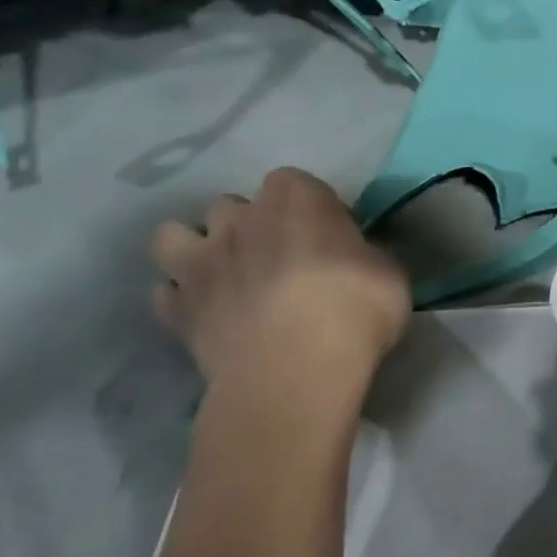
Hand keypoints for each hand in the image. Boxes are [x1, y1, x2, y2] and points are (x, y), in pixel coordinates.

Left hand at [150, 167, 410, 422]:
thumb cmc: (354, 312)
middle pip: (233, 204)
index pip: (295, 182)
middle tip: (280, 258)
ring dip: (198, 249)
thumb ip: (364, 255)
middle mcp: (241, 219)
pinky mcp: (177, 310)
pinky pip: (167, 291)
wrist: (294, 374)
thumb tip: (356, 261)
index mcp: (297, 200)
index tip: (331, 236)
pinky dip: (183, 299)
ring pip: (175, 235)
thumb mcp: (389, 274)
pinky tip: (208, 314)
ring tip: (227, 276)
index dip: (311, 207)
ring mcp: (201, 262)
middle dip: (250, 224)